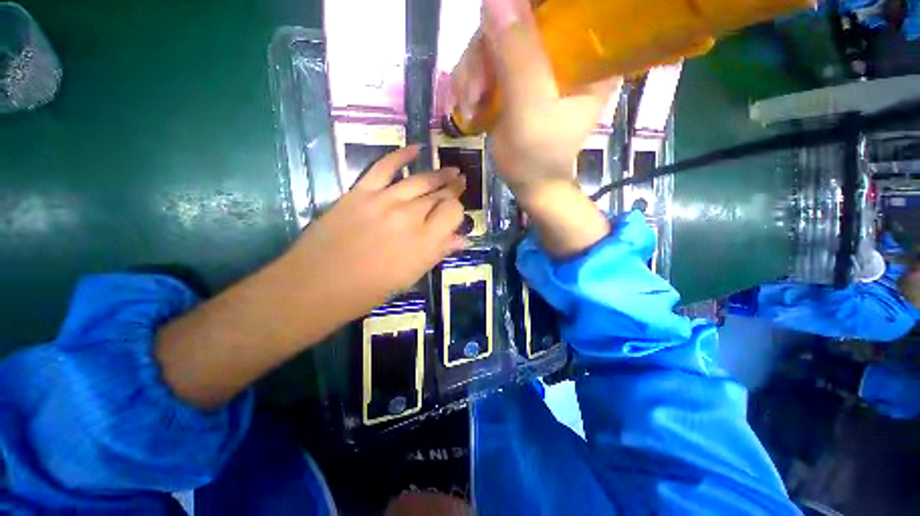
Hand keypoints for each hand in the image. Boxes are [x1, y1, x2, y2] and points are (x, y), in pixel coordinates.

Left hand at [280, 145, 466, 319]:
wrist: (318, 284)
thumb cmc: (369, 289)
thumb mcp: (410, 277)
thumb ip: (438, 253)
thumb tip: (462, 239)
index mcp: (425, 242)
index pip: (453, 212)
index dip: (457, 210)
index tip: (456, 213)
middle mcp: (410, 217)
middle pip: (439, 195)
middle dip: (453, 189)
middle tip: (461, 182)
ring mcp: (385, 201)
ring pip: (420, 180)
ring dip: (439, 174)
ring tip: (452, 170)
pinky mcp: (361, 191)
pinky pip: (385, 167)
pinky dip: (401, 155)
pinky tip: (416, 149)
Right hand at [450, 0, 618, 195]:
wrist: (530, 185)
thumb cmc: (537, 158)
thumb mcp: (529, 112)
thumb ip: (518, 58)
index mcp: (587, 56)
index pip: (561, 8)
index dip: (524, 8)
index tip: (493, 35)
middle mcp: (566, 51)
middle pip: (519, 19)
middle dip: (484, 52)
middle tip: (472, 91)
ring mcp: (539, 63)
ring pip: (496, 39)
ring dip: (473, 71)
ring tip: (469, 105)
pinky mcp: (518, 77)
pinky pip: (488, 60)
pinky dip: (472, 80)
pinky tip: (469, 104)